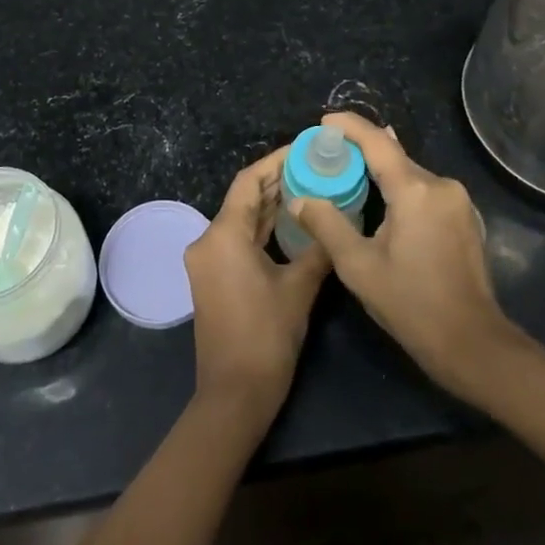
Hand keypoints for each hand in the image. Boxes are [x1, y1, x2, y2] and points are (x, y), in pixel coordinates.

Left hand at [184, 146, 331, 424]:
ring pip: (241, 220)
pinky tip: (291, 224)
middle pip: (244, 199)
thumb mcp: (298, 289)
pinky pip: (237, 240)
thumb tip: (337, 221)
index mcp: (223, 235)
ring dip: (271, 205)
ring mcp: (207, 262)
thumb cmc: (266, 337)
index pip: (248, 181)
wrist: (234, 396)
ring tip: (309, 188)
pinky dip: (262, 229)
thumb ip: (317, 249)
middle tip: (314, 167)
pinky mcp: (213, 279)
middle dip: (277, 181)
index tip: (304, 149)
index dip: (276, 161)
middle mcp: (208, 241)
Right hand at [289, 113, 520, 399]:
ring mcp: (458, 201)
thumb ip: (327, 225)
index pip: (377, 142)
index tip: (324, 121)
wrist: (472, 343)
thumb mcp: (359, 267)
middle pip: (395, 157)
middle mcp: (441, 185)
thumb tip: (301, 199)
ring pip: (411, 174)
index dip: (349, 126)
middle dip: (362, 152)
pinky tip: (384, 204)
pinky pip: (425, 190)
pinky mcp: (465, 218)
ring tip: (350, 177)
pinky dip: (401, 189)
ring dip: (382, 173)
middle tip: (328, 156)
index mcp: (415, 190)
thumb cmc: (411, 305)